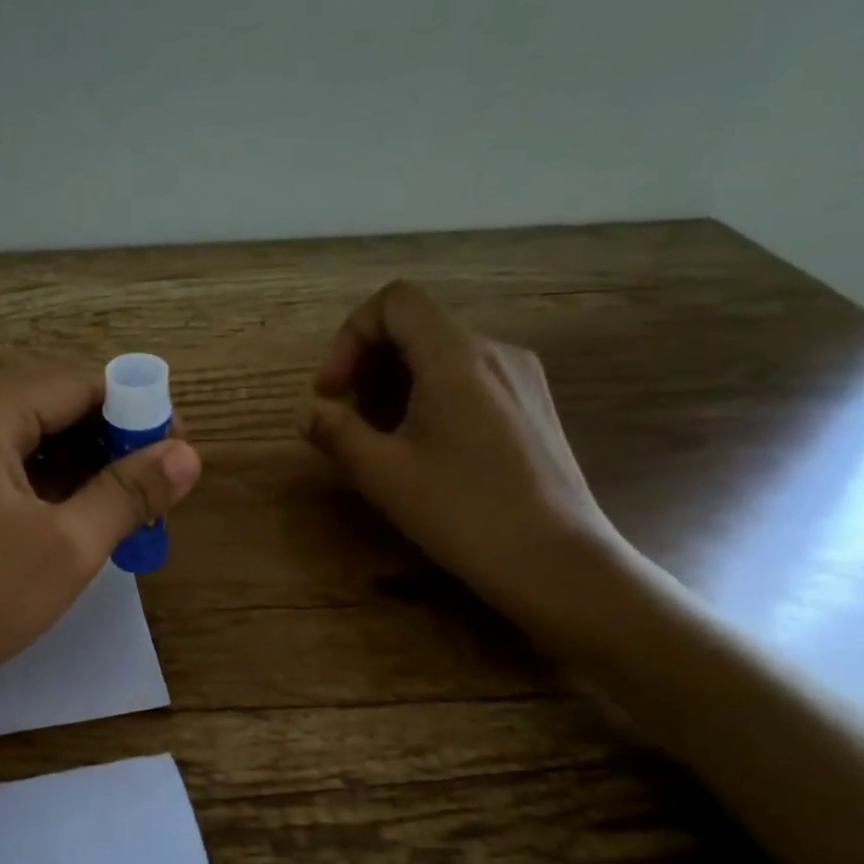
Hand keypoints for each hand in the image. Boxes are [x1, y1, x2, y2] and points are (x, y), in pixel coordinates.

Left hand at [0, 368, 201, 721]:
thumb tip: (189, 454)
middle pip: (49, 405)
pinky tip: (77, 515)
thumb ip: (129, 492)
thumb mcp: (67, 546)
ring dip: (78, 464)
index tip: (175, 448)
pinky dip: (44, 482)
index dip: (134, 410)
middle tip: (154, 483)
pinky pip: (1, 464)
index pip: (75, 385)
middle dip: (107, 439)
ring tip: (125, 504)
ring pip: (26, 437)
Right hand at [297, 280, 628, 644]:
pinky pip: (470, 379)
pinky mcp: (534, 406)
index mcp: (456, 356)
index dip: (350, 336)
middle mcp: (494, 351)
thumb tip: (308, 414)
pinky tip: (425, 449)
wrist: (555, 561)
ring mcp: (522, 378)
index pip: (394, 302)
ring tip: (382, 440)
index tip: (332, 391)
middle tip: (349, 421)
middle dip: (368, 365)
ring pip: (442, 355)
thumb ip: (336, 432)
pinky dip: (431, 396)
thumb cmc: (462, 511)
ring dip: (396, 384)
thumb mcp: (383, 474)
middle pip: (416, 327)